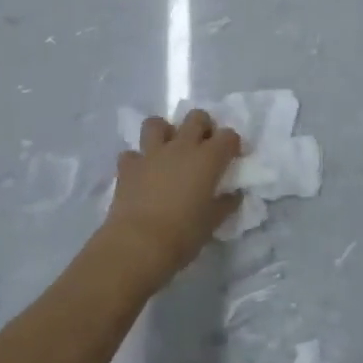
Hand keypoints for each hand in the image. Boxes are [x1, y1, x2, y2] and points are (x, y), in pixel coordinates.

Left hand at [100, 110, 242, 288]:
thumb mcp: (213, 222)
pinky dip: (137, 161)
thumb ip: (226, 204)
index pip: (228, 136)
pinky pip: (131, 154)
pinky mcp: (128, 166)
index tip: (232, 157)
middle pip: (196, 117)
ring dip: (164, 133)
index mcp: (208, 158)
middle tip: (203, 147)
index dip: (232, 143)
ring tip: (168, 150)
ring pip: (157, 123)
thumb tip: (234, 195)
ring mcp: (152, 153)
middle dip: (202, 126)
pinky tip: (141, 174)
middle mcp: (181, 146)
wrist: (138, 245)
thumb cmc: (183, 234)